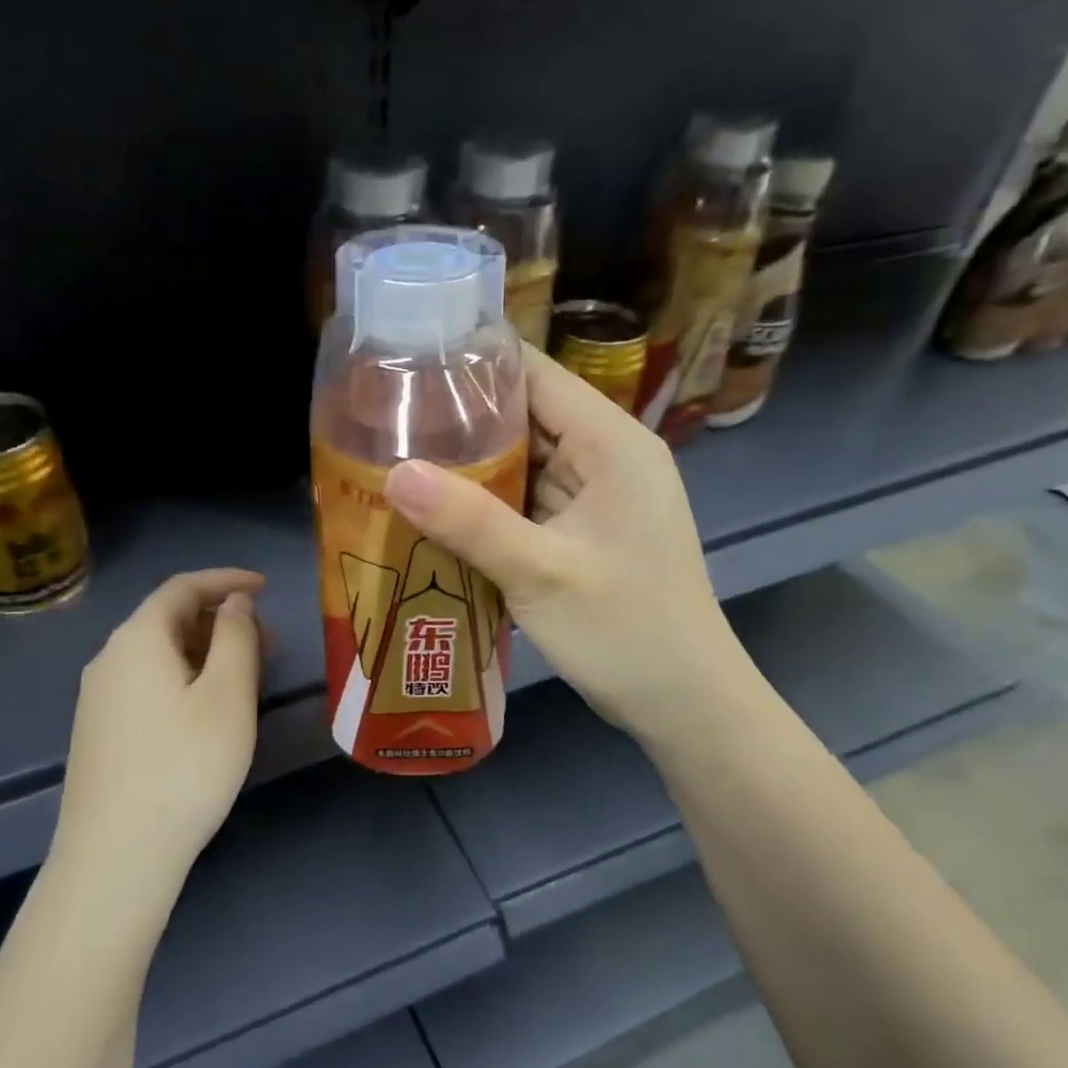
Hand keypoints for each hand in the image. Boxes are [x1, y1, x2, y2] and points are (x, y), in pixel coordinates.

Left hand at [52, 569, 265, 910]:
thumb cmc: (184, 767)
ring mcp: (99, 698)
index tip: (267, 587)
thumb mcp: (227, 696)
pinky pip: (148, 683)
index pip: (183, 587)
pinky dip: (185, 678)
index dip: (227, 580)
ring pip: (159, 654)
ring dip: (205, 651)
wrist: (116, 856)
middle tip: (268, 639)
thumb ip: (236, 638)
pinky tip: (209, 708)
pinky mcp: (100, 732)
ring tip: (248, 672)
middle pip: (168, 619)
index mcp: (137, 639)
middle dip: (221, 619)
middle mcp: (109, 659)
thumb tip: (235, 603)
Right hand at [384, 349, 740, 746]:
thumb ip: (467, 521)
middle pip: (524, 416)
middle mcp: (605, 457)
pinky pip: (525, 503)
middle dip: (459, 419)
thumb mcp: (540, 572)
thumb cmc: (625, 630)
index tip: (406, 366)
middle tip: (383, 421)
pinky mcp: (581, 533)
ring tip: (393, 459)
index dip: (474, 364)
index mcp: (611, 443)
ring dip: (467, 467)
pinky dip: (485, 506)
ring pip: (520, 462)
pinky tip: (435, 512)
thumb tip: (392, 472)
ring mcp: (594, 498)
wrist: (683, 702)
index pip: (535, 375)